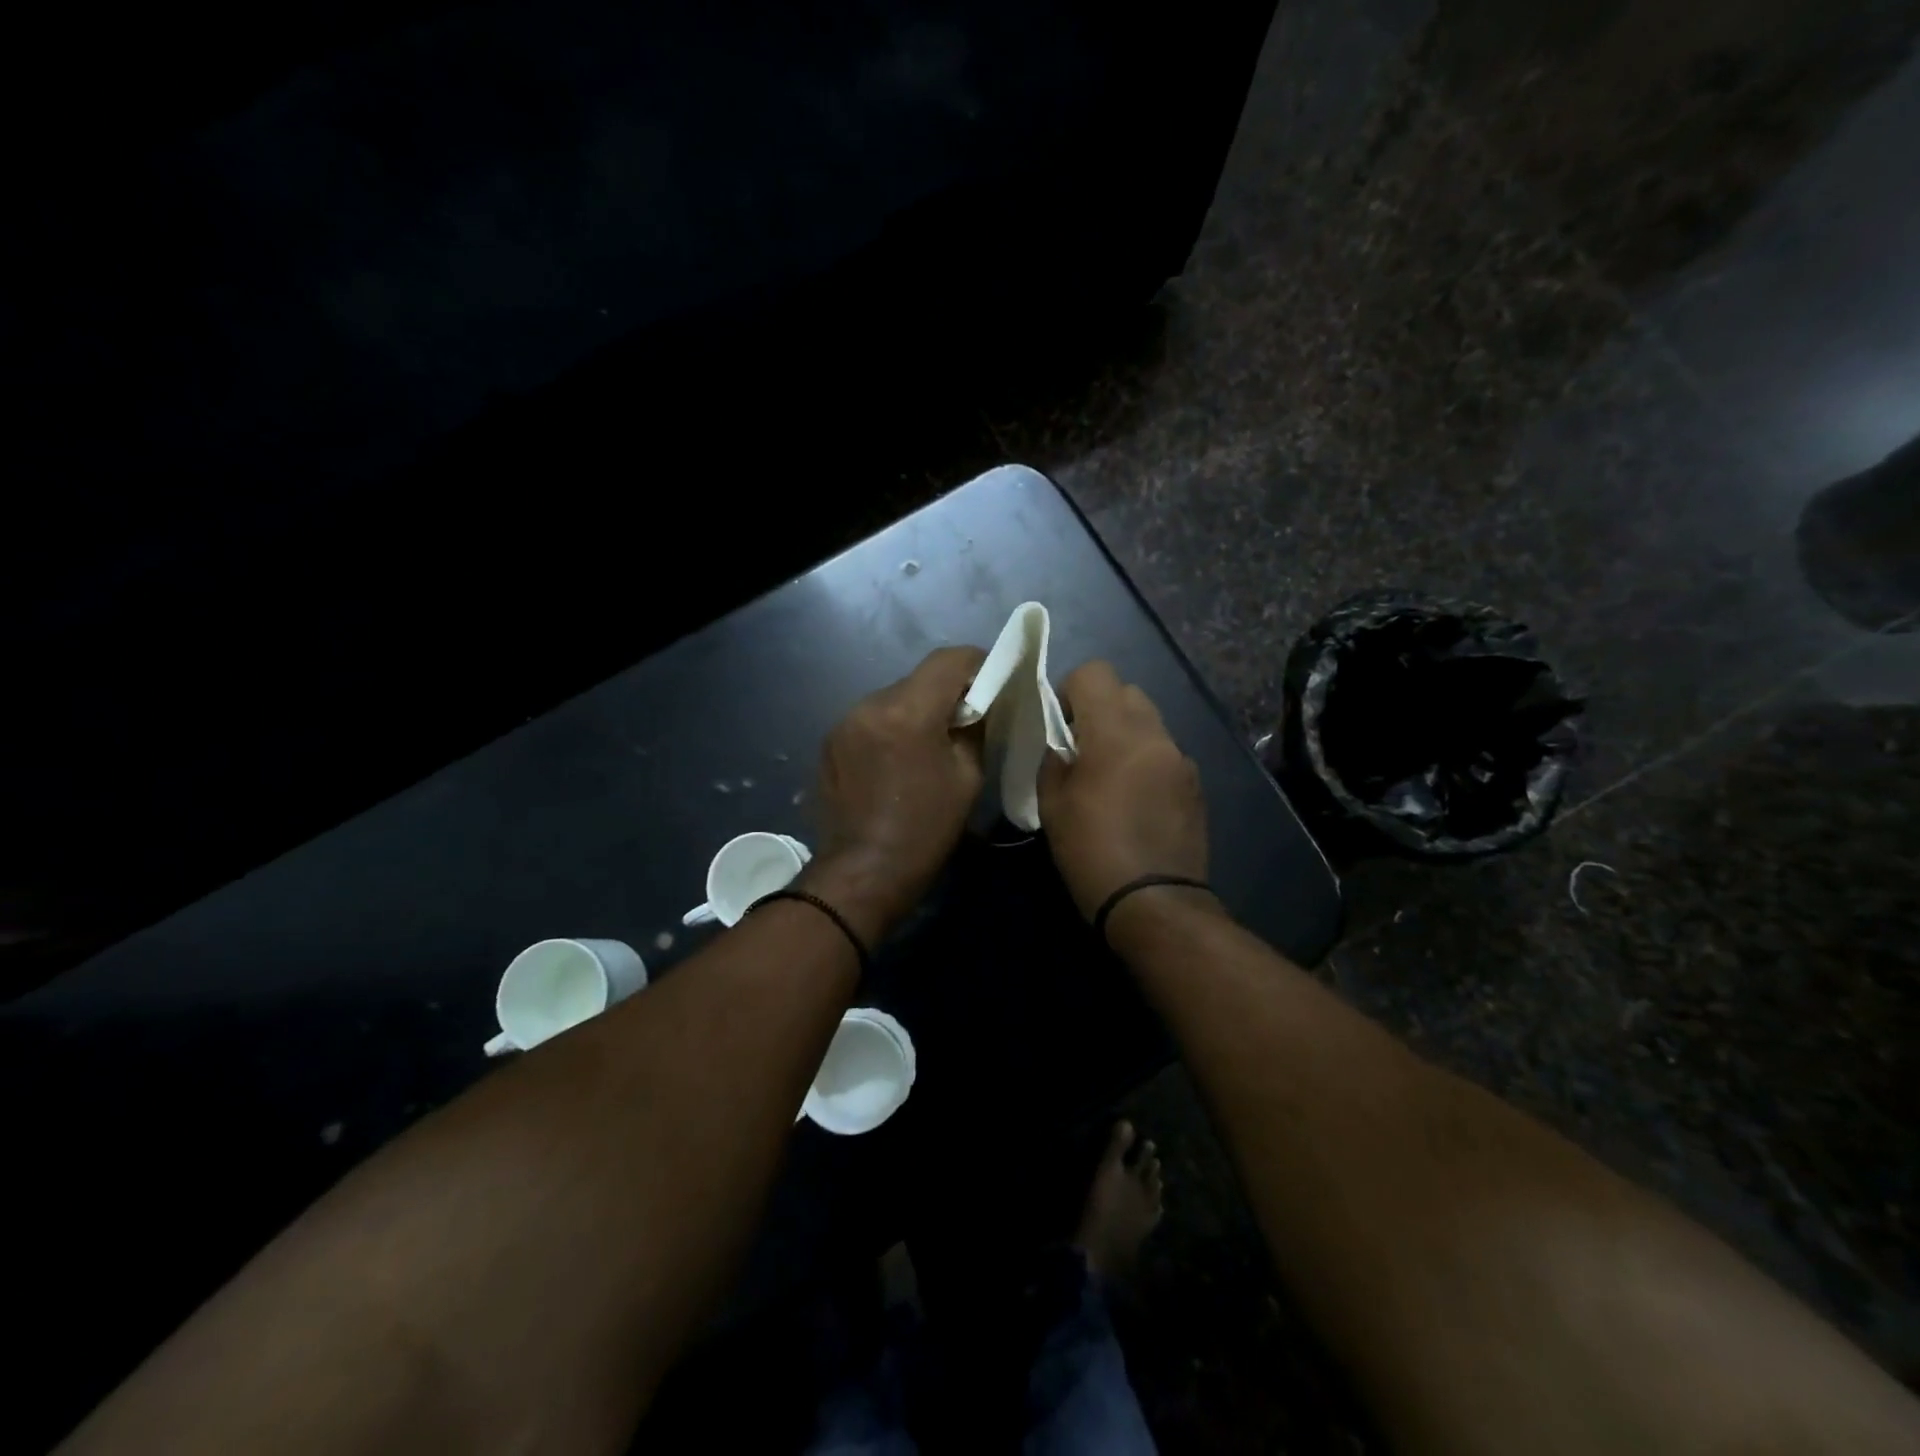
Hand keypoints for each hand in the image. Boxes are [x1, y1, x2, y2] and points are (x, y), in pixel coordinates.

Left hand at [801, 646, 986, 944]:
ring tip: (929, 744)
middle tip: (966, 719)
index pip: (948, 660)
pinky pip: (871, 720)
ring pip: (893, 698)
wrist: (862, 873)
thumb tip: (978, 705)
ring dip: (916, 711)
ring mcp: (843, 722)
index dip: (977, 663)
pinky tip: (898, 760)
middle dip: (946, 692)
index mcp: (908, 711)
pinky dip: (890, 728)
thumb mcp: (967, 778)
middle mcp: (869, 705)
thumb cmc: (925, 830)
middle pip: (918, 679)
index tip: (993, 682)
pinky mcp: (830, 742)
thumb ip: (975, 729)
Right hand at [1037, 661, 1210, 923]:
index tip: (1060, 725)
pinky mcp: (1196, 784)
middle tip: (1083, 749)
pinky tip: (1137, 800)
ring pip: (1150, 721)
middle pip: (1127, 691)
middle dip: (1101, 709)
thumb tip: (1064, 743)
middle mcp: (1155, 735)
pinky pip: (1165, 752)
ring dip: (1126, 733)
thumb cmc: (1091, 852)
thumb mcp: (1053, 804)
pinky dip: (1147, 759)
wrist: (1154, 904)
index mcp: (1115, 733)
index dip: (1070, 690)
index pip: (1095, 673)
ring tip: (1111, 777)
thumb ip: (1055, 758)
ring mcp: (1182, 759)